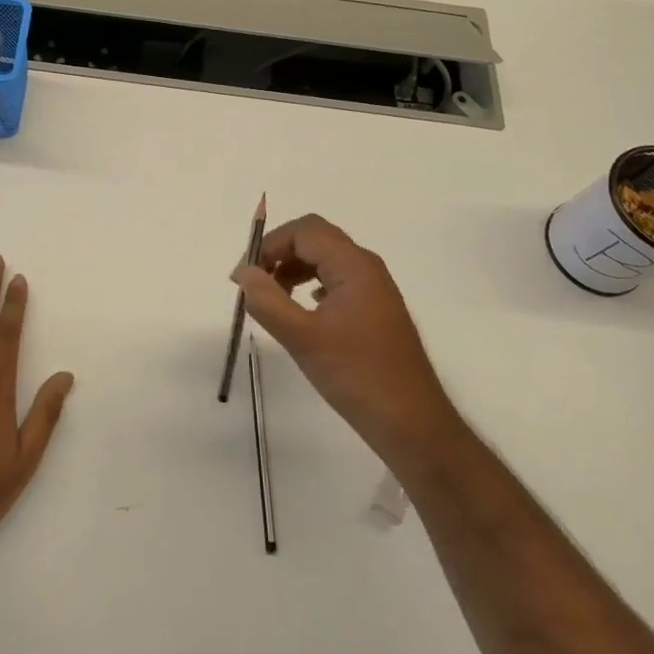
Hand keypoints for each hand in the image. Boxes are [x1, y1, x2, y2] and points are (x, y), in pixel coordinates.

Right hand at [233, 215, 458, 471]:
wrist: (411, 422)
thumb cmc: (356, 375)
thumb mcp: (302, 338)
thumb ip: (267, 301)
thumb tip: (243, 272)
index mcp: (353, 266)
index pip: (304, 231)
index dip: (269, 245)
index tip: (243, 277)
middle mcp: (367, 268)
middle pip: (315, 239)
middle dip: (280, 253)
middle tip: (253, 283)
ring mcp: (374, 289)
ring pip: (326, 260)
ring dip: (294, 269)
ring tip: (271, 298)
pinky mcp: (375, 310)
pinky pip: (337, 281)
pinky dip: (311, 285)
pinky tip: (301, 310)